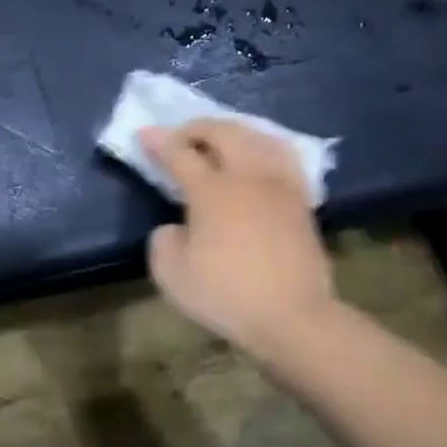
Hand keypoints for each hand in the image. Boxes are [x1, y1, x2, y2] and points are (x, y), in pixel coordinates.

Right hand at [141, 120, 335, 353]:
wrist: (292, 318)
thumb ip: (163, 241)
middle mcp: (247, 177)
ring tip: (219, 141)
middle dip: (197, 128)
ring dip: (233, 131)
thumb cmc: (226, 295)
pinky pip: (283, 157)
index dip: (159, 141)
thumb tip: (177, 228)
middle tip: (180, 138)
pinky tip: (258, 156)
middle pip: (224, 132)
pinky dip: (264, 146)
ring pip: (258, 137)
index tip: (144, 134)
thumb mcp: (171, 274)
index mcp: (212, 191)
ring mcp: (280, 185)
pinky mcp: (301, 201)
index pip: (180, 153)